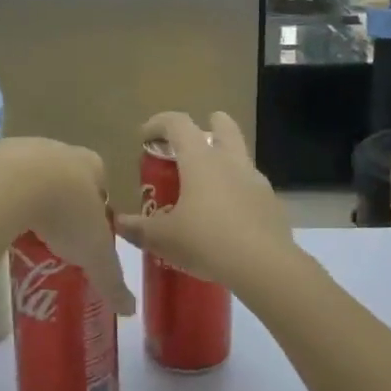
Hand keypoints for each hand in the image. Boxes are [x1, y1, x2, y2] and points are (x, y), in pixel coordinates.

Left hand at [0, 138, 134, 317]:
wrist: (6, 185)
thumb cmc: (64, 212)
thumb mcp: (94, 252)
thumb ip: (112, 279)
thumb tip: (129, 309)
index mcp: (89, 164)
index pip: (101, 181)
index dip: (97, 207)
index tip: (89, 233)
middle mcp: (57, 149)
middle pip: (64, 175)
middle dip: (61, 201)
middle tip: (54, 236)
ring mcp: (19, 148)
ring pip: (27, 175)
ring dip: (26, 197)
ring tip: (21, 232)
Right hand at [114, 112, 295, 293]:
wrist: (263, 266)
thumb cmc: (206, 241)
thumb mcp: (163, 239)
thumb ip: (138, 229)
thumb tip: (118, 223)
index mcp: (200, 160)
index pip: (178, 123)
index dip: (158, 123)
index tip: (145, 137)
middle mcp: (230, 161)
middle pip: (223, 126)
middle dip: (207, 126)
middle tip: (190, 145)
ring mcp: (255, 181)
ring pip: (240, 156)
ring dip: (223, 161)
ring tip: (205, 188)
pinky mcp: (271, 203)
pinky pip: (251, 187)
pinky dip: (237, 192)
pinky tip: (227, 218)